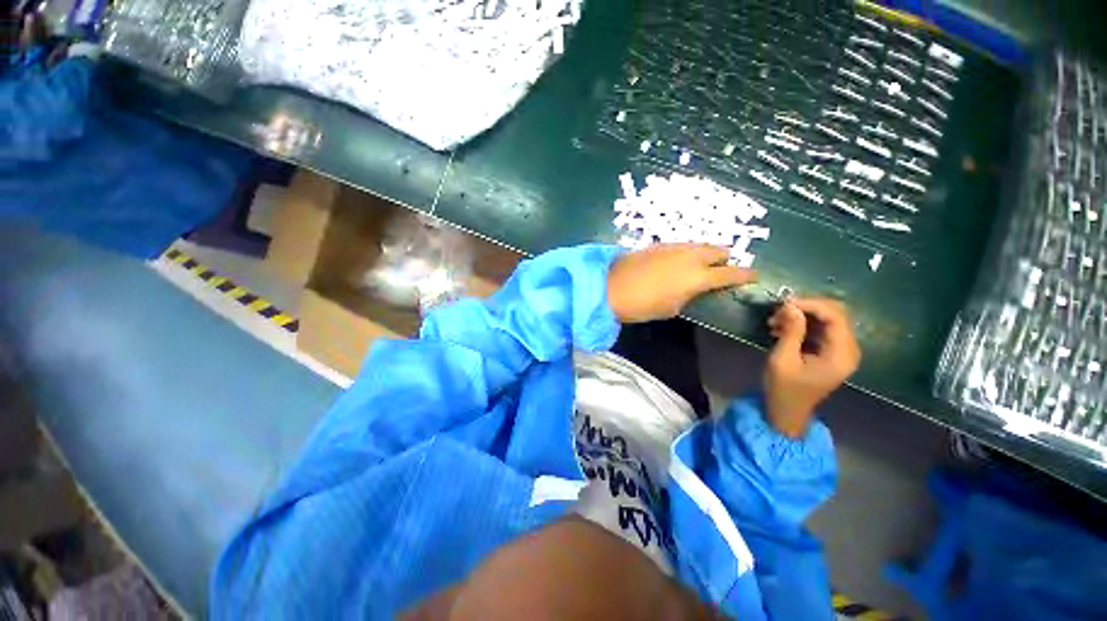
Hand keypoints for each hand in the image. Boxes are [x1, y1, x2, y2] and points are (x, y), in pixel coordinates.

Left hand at [607, 244, 756, 323]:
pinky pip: (682, 245)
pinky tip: (677, 261)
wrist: (610, 287)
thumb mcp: (671, 309)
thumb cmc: (642, 306)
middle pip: (719, 250)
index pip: (732, 273)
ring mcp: (674, 246)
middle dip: (725, 260)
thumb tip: (694, 289)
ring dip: (705, 254)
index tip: (754, 276)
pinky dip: (687, 252)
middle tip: (720, 271)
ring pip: (700, 245)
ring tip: (698, 265)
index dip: (746, 275)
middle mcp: (691, 256)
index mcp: (698, 277)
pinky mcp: (659, 243)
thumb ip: (690, 295)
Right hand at [764, 297, 860, 437]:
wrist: (787, 411)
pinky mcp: (830, 351)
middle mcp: (847, 350)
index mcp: (841, 355)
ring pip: (826, 319)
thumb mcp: (783, 360)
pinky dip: (801, 325)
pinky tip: (780, 329)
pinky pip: (820, 329)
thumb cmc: (784, 389)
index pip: (835, 317)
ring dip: (800, 316)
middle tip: (777, 312)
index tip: (784, 304)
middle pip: (834, 315)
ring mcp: (840, 350)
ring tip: (774, 321)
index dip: (811, 305)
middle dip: (805, 309)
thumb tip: (791, 306)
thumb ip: (791, 332)